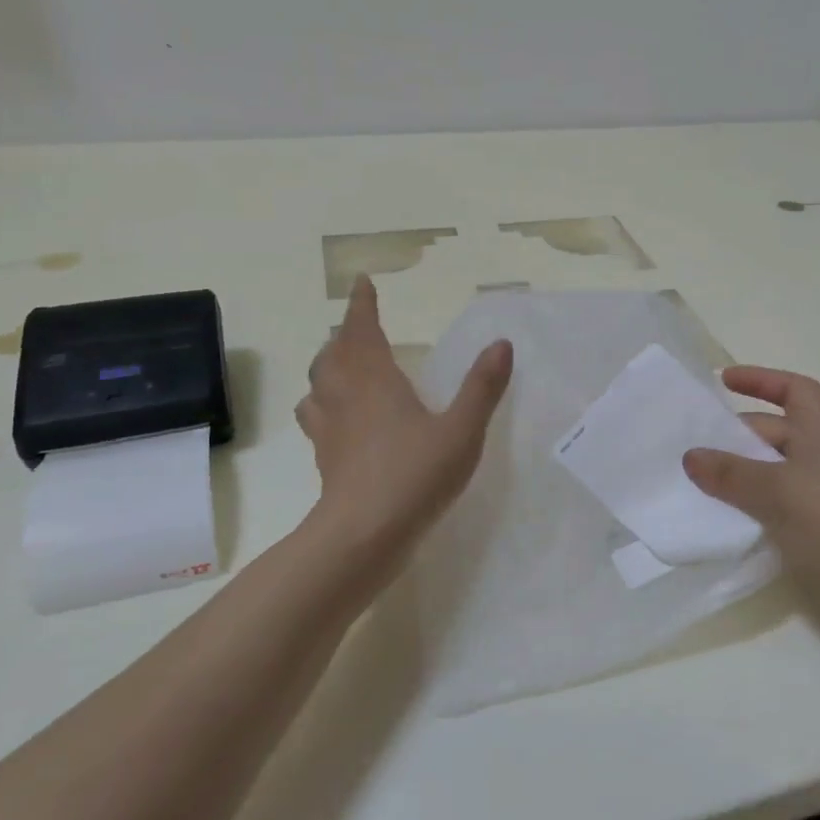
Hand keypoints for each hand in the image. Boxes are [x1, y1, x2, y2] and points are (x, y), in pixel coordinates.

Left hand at [297, 275, 512, 571]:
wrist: (364, 536)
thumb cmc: (415, 475)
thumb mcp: (461, 430)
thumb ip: (482, 387)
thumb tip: (501, 343)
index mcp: (374, 381)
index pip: (362, 330)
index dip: (362, 305)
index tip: (362, 283)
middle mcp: (345, 398)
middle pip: (333, 355)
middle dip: (345, 336)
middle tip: (359, 327)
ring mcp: (330, 430)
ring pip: (318, 386)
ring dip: (328, 368)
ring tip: (342, 367)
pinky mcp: (326, 460)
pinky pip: (317, 419)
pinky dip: (323, 406)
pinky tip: (339, 421)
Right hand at [683, 366, 819, 596]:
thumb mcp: (776, 489)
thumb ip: (729, 473)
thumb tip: (690, 456)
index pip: (789, 387)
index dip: (757, 380)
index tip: (722, 380)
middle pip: (779, 428)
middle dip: (739, 435)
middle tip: (695, 446)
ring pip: (783, 468)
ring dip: (749, 473)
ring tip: (705, 482)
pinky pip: (792, 500)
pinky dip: (766, 502)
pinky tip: (737, 518)